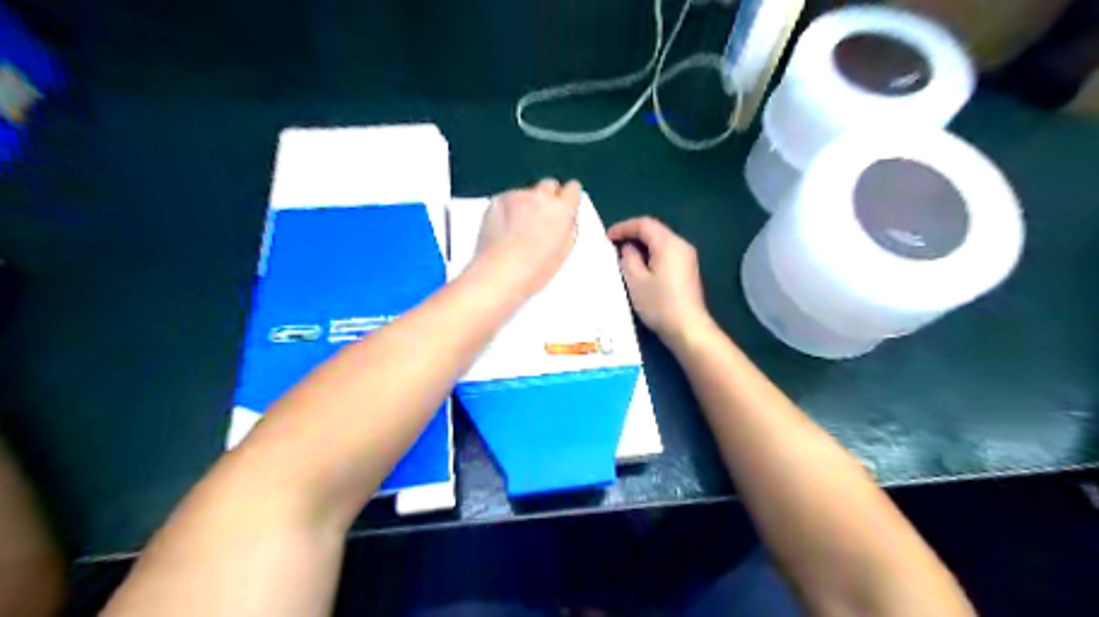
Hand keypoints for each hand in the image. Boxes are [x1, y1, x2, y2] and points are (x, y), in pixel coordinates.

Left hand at [476, 178, 586, 296]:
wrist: (499, 274)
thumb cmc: (534, 271)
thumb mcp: (564, 252)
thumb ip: (568, 228)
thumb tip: (566, 218)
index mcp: (562, 210)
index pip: (573, 188)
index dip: (568, 198)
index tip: (565, 206)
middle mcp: (541, 197)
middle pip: (549, 185)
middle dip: (547, 198)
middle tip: (541, 218)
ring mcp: (517, 196)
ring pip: (526, 193)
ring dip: (525, 205)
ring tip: (518, 231)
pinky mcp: (497, 200)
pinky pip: (507, 200)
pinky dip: (507, 210)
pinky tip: (504, 231)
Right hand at [605, 215, 709, 342]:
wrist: (688, 328)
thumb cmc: (659, 304)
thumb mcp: (636, 281)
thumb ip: (628, 258)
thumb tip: (628, 248)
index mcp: (668, 243)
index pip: (644, 224)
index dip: (623, 227)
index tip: (607, 238)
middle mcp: (681, 245)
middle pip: (655, 230)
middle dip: (633, 234)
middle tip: (614, 245)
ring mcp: (688, 257)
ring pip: (661, 241)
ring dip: (642, 244)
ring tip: (624, 255)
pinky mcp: (688, 269)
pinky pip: (667, 253)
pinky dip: (652, 253)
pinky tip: (641, 266)